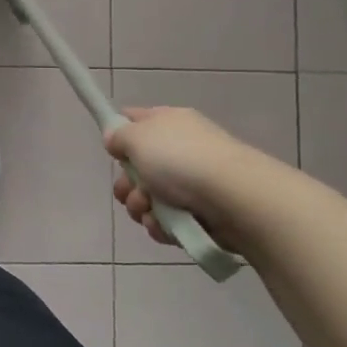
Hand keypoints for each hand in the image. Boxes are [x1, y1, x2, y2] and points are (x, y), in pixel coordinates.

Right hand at [104, 106, 255, 245]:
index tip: (111, 150)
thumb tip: (116, 138)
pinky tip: (165, 226)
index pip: (135, 119)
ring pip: (148, 197)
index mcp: (168, 122)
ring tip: (149, 211)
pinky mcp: (200, 213)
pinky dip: (161, 225)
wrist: (235, 199)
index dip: (119, 133)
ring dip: (140, 207)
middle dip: (126, 184)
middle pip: (137, 167)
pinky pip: (167, 220)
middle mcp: (180, 149)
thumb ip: (118, 135)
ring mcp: (191, 182)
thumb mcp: (137, 137)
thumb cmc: (181, 160)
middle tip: (128, 191)